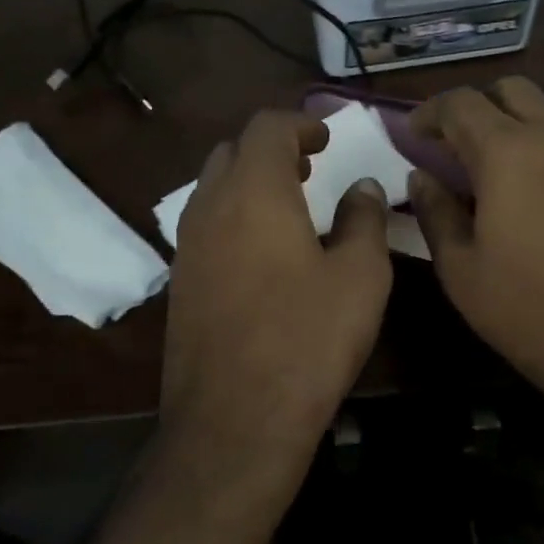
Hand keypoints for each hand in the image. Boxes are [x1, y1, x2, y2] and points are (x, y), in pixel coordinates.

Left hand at [161, 110, 392, 479]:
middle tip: (309, 169)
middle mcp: (210, 208)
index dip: (300, 123)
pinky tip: (263, 253)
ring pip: (213, 188)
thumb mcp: (360, 277)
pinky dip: (233, 217)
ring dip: (249, 183)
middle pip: (232, 152)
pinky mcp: (180, 283)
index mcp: (254, 193)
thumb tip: (362, 186)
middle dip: (271, 149)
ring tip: (289, 208)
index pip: (266, 127)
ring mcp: (186, 247)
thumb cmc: (308, 341)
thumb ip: (363, 219)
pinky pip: (204, 226)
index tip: (326, 139)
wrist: (234, 420)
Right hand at [408, 79, 543, 434]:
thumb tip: (422, 177)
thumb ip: (435, 210)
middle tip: (455, 147)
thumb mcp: (460, 267)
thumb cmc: (525, 308)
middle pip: (513, 91)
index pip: (461, 102)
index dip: (430, 112)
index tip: (414, 134)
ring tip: (496, 182)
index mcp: (509, 153)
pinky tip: (543, 212)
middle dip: (477, 107)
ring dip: (515, 133)